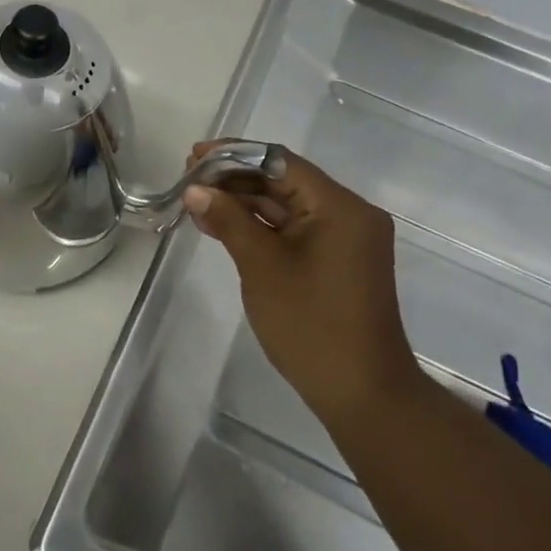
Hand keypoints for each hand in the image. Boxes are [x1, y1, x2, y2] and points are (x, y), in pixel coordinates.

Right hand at [182, 145, 423, 431]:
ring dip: (243, 202)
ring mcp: (344, 238)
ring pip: (286, 206)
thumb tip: (195, 190)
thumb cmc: (312, 325)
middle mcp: (348, 213)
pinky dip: (260, 226)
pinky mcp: (336, 260)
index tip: (194, 158)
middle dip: (235, 179)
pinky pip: (293, 229)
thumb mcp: (262, 267)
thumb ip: (228, 220)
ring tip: (197, 201)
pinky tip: (222, 225)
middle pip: (283, 181)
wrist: (362, 394)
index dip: (234, 156)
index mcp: (340, 206)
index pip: (280, 162)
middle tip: (189, 180)